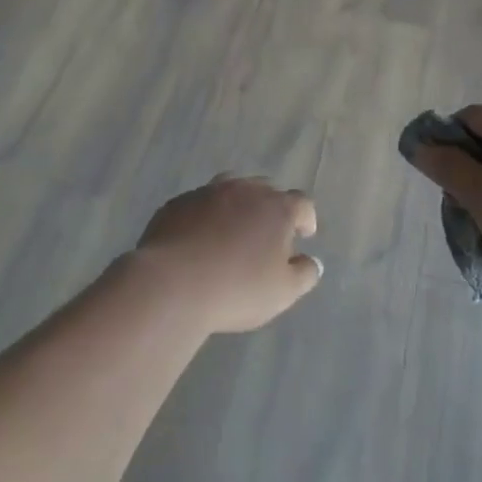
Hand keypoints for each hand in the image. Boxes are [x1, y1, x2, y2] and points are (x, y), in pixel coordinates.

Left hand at [136, 176, 321, 332]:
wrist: (171, 284)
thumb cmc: (236, 289)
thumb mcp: (283, 292)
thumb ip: (304, 274)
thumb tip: (311, 261)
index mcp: (276, 208)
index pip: (302, 203)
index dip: (306, 218)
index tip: (304, 234)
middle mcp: (244, 191)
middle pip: (265, 190)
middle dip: (271, 208)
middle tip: (267, 234)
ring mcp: (207, 193)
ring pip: (230, 189)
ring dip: (237, 206)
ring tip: (233, 229)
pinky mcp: (176, 204)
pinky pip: (198, 204)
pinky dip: (205, 216)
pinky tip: (198, 238)